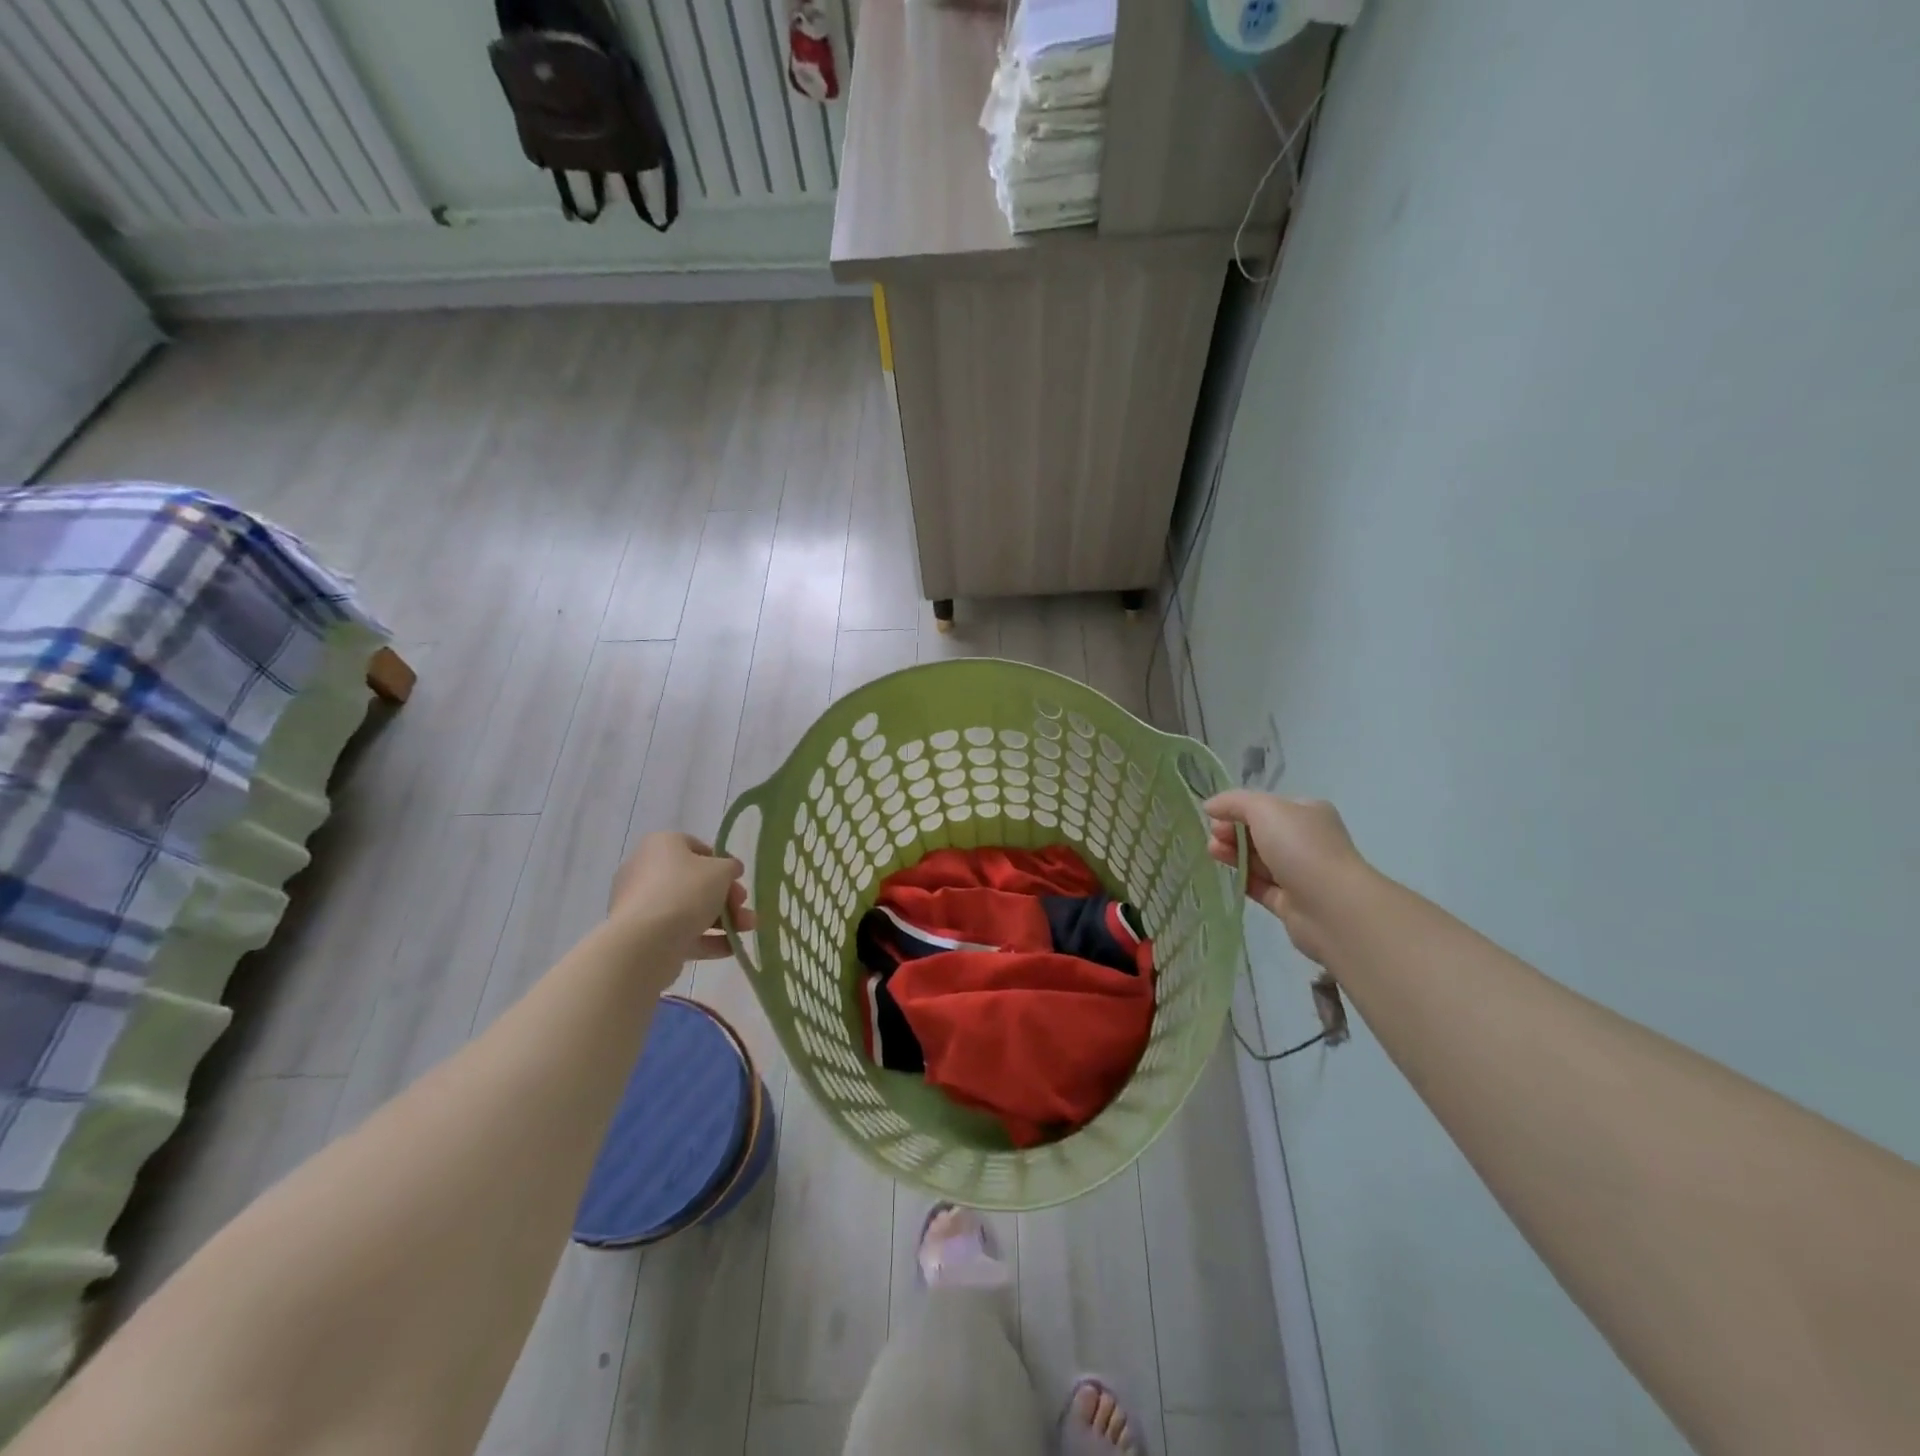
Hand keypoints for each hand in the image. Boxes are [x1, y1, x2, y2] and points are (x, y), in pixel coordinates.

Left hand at [608, 833, 754, 966]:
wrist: (645, 942)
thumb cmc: (685, 891)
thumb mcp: (721, 870)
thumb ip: (731, 867)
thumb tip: (730, 870)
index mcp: (661, 845)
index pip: (695, 847)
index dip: (722, 862)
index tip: (738, 879)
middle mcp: (646, 870)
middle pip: (694, 882)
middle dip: (726, 897)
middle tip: (743, 906)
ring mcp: (643, 905)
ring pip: (689, 909)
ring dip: (722, 920)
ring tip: (747, 930)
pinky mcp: (643, 935)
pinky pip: (680, 932)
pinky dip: (706, 939)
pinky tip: (732, 947)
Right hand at [1204, 791, 1368, 966]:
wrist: (1332, 907)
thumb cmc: (1300, 847)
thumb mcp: (1264, 809)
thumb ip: (1234, 803)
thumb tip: (1210, 806)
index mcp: (1308, 813)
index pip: (1269, 806)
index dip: (1239, 809)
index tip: (1214, 816)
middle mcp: (1308, 841)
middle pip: (1262, 833)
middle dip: (1233, 831)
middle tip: (1213, 836)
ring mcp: (1301, 874)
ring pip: (1260, 860)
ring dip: (1235, 853)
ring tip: (1212, 852)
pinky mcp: (1291, 903)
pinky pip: (1262, 887)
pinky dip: (1244, 879)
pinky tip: (1226, 875)